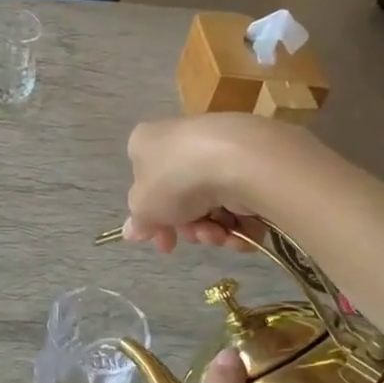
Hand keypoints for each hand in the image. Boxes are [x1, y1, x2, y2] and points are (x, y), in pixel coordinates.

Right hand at [123, 115, 288, 253]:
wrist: (238, 161)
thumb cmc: (176, 179)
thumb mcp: (143, 206)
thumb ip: (138, 221)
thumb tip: (131, 231)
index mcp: (147, 142)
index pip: (144, 182)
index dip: (152, 218)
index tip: (163, 242)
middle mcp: (182, 140)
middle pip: (181, 197)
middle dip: (188, 226)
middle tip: (195, 236)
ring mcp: (219, 149)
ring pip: (211, 202)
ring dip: (212, 229)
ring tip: (218, 234)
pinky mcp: (252, 161)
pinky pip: (240, 199)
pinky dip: (240, 222)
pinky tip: (240, 231)